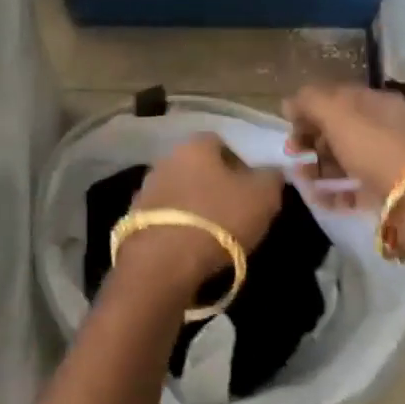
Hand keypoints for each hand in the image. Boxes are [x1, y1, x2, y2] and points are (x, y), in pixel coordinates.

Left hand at [119, 133, 284, 289]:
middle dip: (214, 183)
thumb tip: (271, 171)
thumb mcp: (263, 196)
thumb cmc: (219, 218)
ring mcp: (146, 188)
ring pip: (179, 190)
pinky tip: (190, 244)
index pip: (221, 142)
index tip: (251, 187)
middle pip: (197, 166)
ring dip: (193, 204)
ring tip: (213, 231)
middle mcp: (166, 159)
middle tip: (234, 209)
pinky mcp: (133, 218)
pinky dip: (178, 225)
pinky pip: (165, 215)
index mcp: (195, 146)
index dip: (239, 162)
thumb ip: (271, 177)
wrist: (164, 261)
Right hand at [282, 84, 404, 210]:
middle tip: (292, 153)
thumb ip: (310, 102)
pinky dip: (333, 191)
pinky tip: (318, 198)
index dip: (309, 107)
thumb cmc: (374, 147)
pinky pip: (353, 186)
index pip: (336, 96)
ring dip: (318, 167)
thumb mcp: (337, 114)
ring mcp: (385, 160)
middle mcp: (383, 127)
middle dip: (311, 139)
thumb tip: (289, 103)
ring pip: (343, 158)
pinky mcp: (385, 190)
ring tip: (302, 179)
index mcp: (376, 102)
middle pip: (338, 128)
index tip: (289, 124)